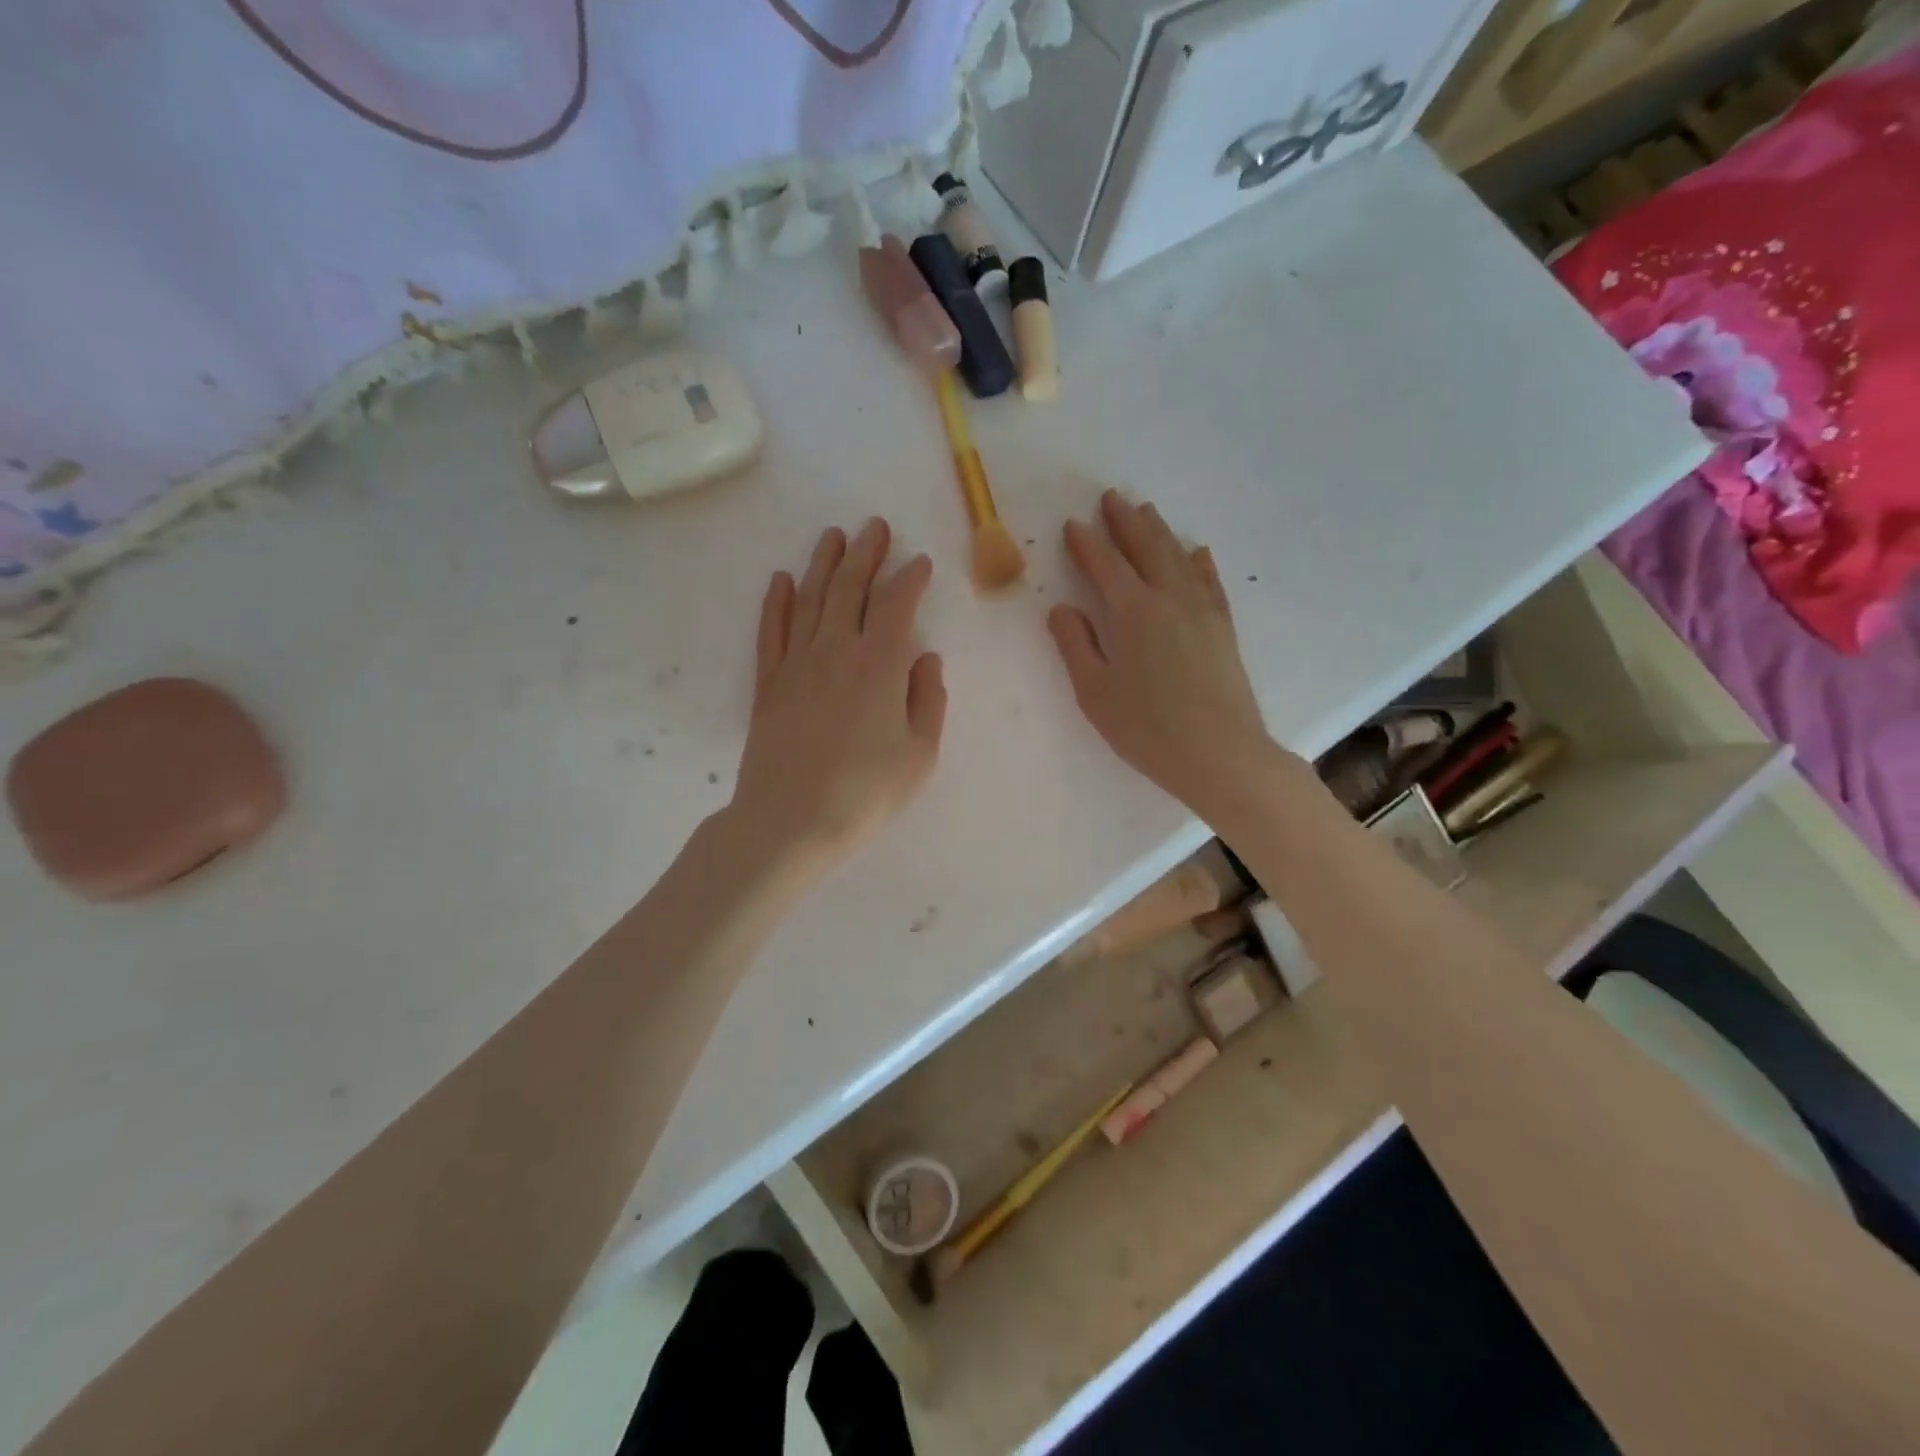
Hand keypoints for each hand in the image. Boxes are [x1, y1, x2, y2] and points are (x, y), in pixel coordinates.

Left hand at [730, 518, 946, 877]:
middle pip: (850, 588)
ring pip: (810, 598)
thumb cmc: (865, 792)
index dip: (910, 578)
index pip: (897, 605)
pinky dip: (777, 601)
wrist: (790, 821)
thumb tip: (926, 658)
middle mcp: (837, 650)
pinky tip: (782, 579)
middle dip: (866, 553)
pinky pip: (772, 629)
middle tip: (875, 527)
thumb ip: (928, 700)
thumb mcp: (920, 754)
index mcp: (880, 665)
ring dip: (823, 564)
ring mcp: (796, 662)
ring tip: (833, 536)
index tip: (919, 562)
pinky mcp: (768, 682)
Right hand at [1048, 491, 1270, 814]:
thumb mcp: (1094, 691)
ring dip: (1159, 531)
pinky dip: (1199, 561)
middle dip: (1125, 521)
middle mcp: (1169, 598)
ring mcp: (1201, 610)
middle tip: (1111, 498)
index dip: (1087, 543)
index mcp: (1132, 612)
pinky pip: (1209, 581)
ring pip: (1178, 557)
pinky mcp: (1223, 627)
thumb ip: (1075, 645)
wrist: (1219, 753)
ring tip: (1146, 512)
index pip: (1104, 565)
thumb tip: (1062, 608)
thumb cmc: (1146, 728)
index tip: (1073, 524)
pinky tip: (1196, 552)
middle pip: (1145, 547)